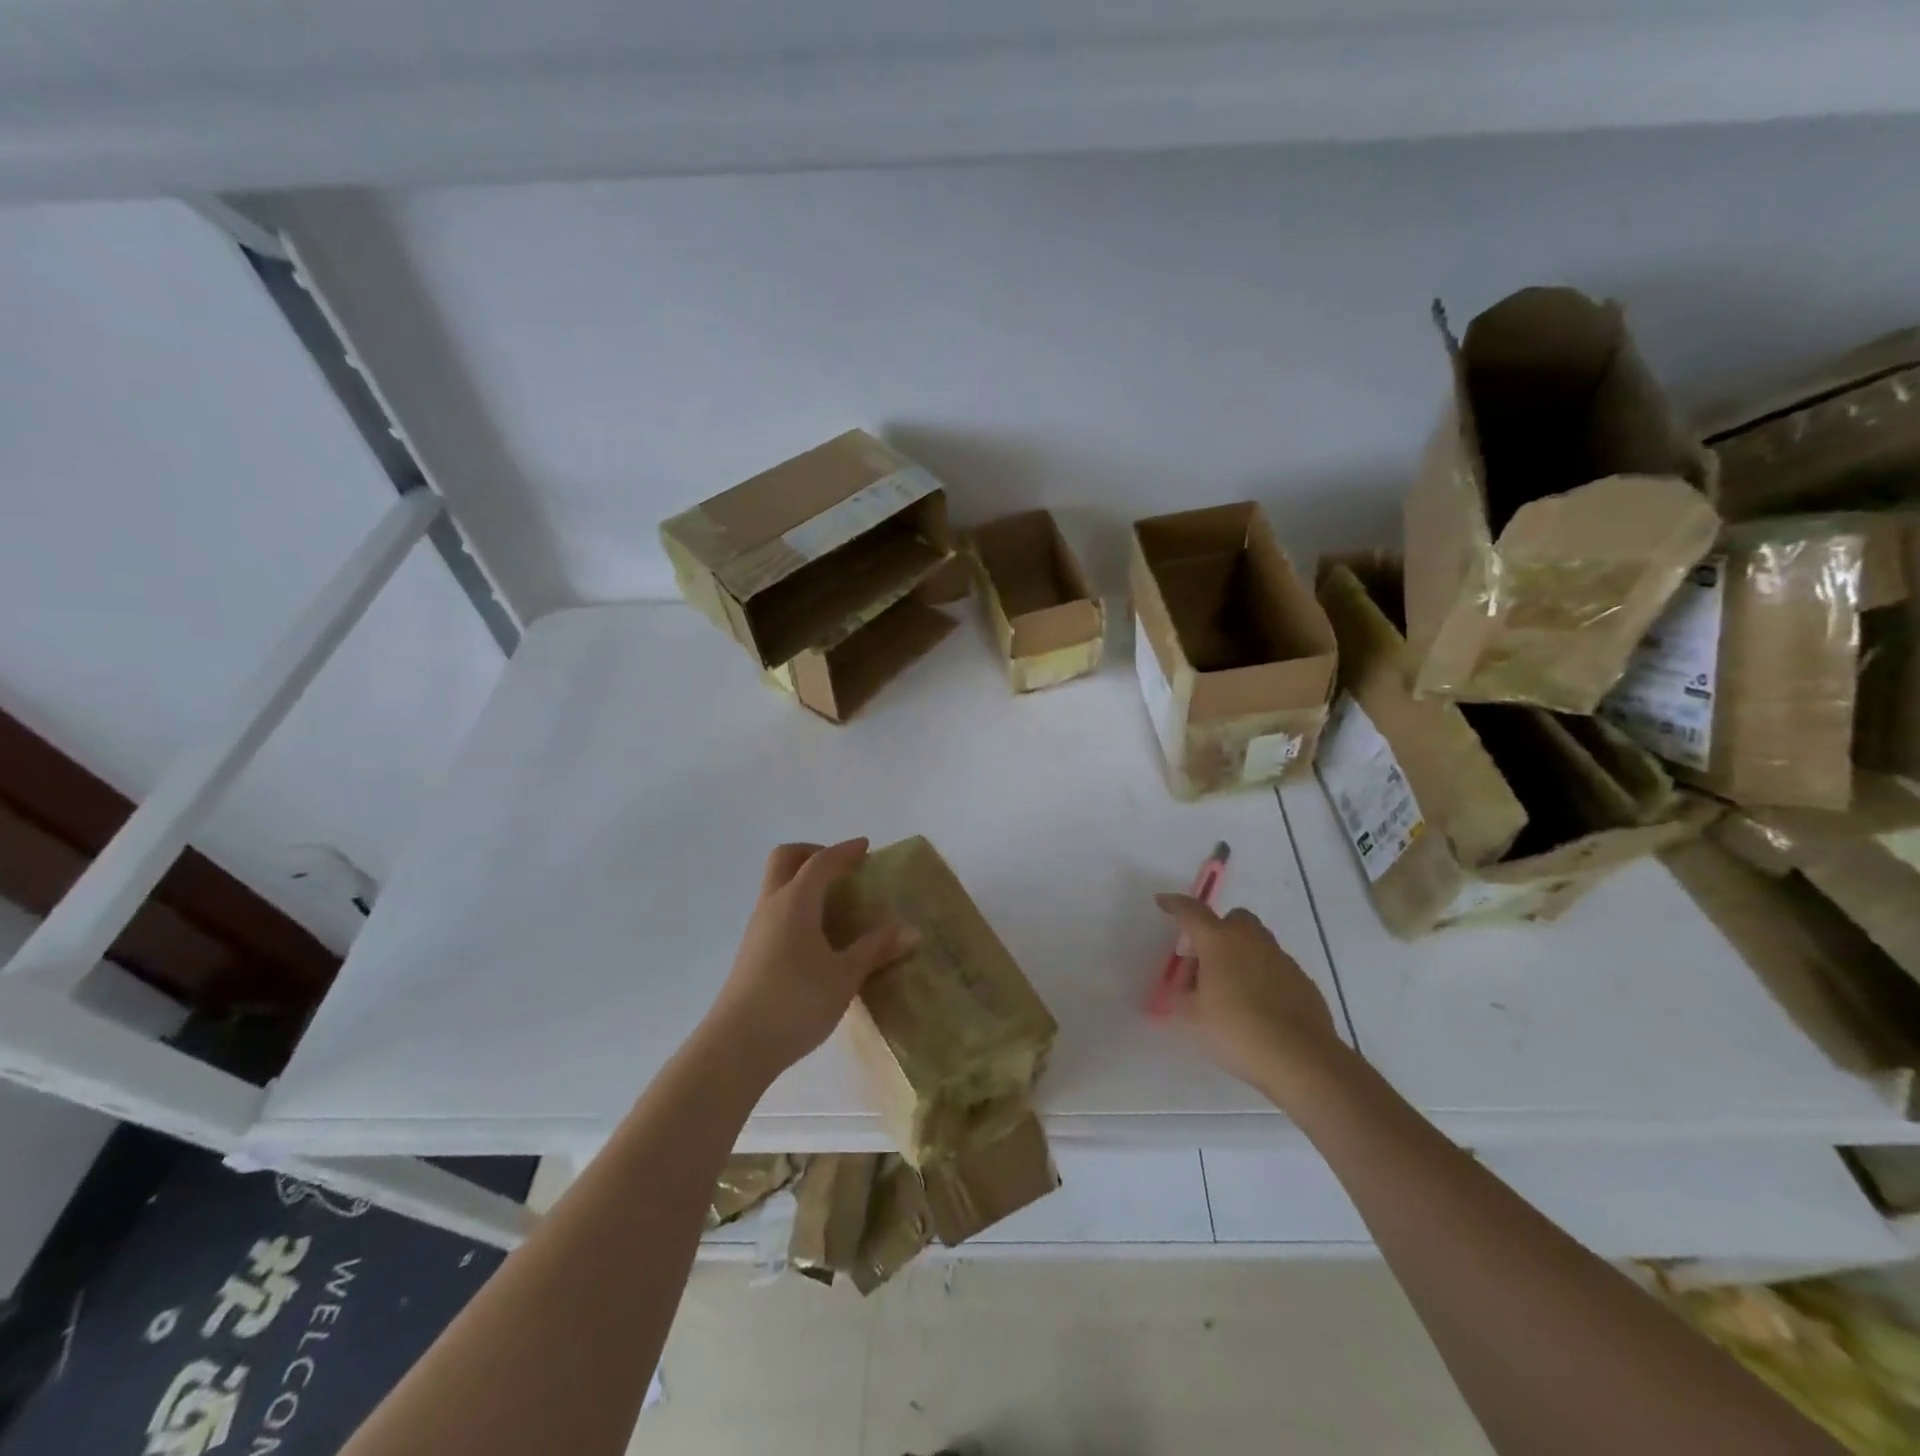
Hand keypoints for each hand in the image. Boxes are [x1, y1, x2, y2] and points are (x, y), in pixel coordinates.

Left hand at [703, 839, 917, 1082]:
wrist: (737, 1046)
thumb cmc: (797, 1002)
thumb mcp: (845, 976)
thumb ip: (876, 949)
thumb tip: (910, 931)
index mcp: (796, 902)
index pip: (821, 862)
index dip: (844, 851)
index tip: (865, 846)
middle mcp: (772, 906)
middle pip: (785, 859)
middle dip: (813, 853)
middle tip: (841, 868)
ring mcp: (757, 929)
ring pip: (777, 886)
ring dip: (803, 881)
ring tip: (837, 904)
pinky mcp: (751, 952)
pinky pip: (776, 911)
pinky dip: (797, 906)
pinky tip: (818, 936)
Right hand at [1156, 894, 1341, 1097]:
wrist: (1300, 1059)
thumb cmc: (1236, 1031)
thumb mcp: (1192, 1016)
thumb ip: (1184, 995)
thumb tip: (1189, 987)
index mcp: (1219, 941)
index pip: (1191, 912)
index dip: (1174, 905)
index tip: (1162, 901)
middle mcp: (1251, 941)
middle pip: (1233, 919)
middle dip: (1216, 931)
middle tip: (1204, 961)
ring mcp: (1281, 959)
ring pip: (1257, 943)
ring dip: (1240, 954)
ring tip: (1230, 989)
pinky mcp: (1302, 981)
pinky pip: (1275, 968)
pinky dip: (1262, 976)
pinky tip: (1258, 1007)